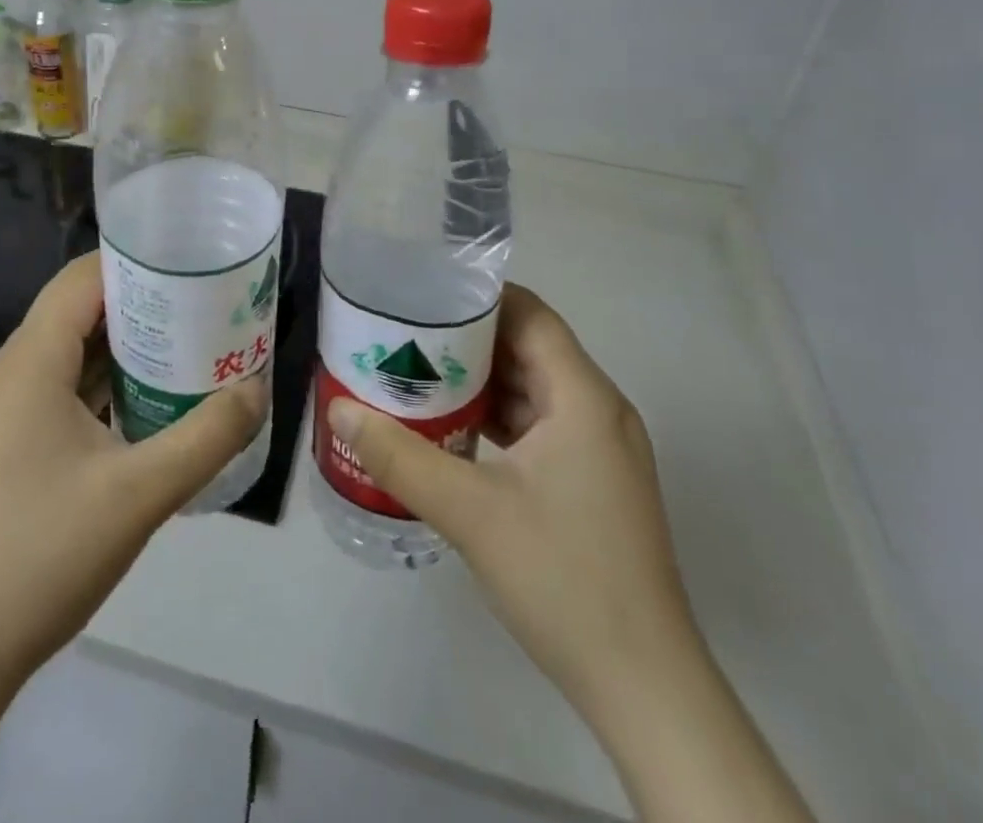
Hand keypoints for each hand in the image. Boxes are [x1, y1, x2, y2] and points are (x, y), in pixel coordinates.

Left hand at [0, 253, 269, 682]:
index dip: (137, 262)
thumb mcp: (142, 493)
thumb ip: (208, 435)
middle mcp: (15, 370)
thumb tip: (258, 391)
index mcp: (32, 361)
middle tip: (205, 304)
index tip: (192, 264)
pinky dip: (109, 378)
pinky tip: (154, 397)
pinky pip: (66, 384)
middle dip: (143, 300)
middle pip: (81, 307)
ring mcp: (10, 407)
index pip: (83, 279)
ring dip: (128, 342)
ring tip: (191, 342)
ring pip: (74, 347)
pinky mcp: (14, 438)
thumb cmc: (47, 553)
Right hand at [326, 284, 696, 722]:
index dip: (477, 297)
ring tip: (415, 373)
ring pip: (531, 387)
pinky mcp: (591, 481)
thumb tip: (339, 409)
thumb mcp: (470, 512)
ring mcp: (598, 449)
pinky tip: (450, 429)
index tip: (421, 295)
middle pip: (528, 347)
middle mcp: (597, 411)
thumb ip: (399, 456)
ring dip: (478, 380)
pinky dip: (495, 417)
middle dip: (466, 338)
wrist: (643, 687)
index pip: (531, 314)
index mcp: (582, 397)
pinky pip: (538, 425)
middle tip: (403, 334)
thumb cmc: (563, 579)